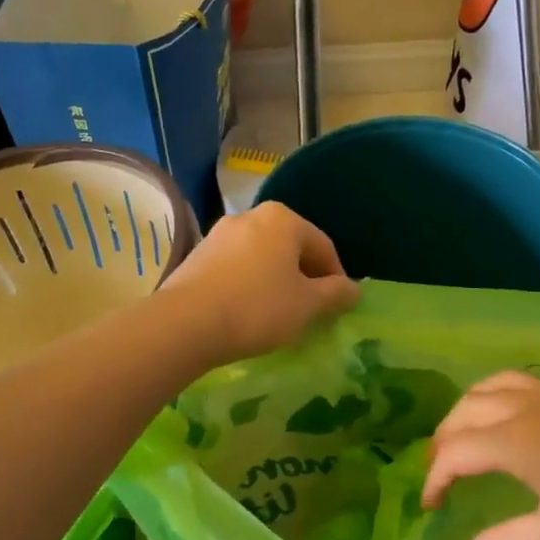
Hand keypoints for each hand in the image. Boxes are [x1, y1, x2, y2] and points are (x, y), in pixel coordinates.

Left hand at [160, 202, 359, 363]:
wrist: (186, 323)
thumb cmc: (258, 308)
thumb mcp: (307, 305)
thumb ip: (335, 294)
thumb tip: (354, 289)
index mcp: (283, 219)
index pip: (323, 246)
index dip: (337, 277)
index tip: (338, 305)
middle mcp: (250, 216)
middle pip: (290, 248)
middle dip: (304, 277)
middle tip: (311, 310)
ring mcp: (219, 234)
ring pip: (262, 257)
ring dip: (276, 281)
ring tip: (279, 314)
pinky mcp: (197, 255)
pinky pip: (236, 267)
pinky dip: (249, 285)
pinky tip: (247, 312)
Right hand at [422, 371, 539, 539]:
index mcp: (513, 442)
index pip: (454, 452)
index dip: (434, 479)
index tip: (430, 509)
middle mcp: (522, 410)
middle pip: (464, 411)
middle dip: (443, 441)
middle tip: (440, 476)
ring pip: (487, 387)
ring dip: (465, 410)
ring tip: (461, 440)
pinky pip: (514, 383)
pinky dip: (492, 395)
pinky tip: (503, 421)